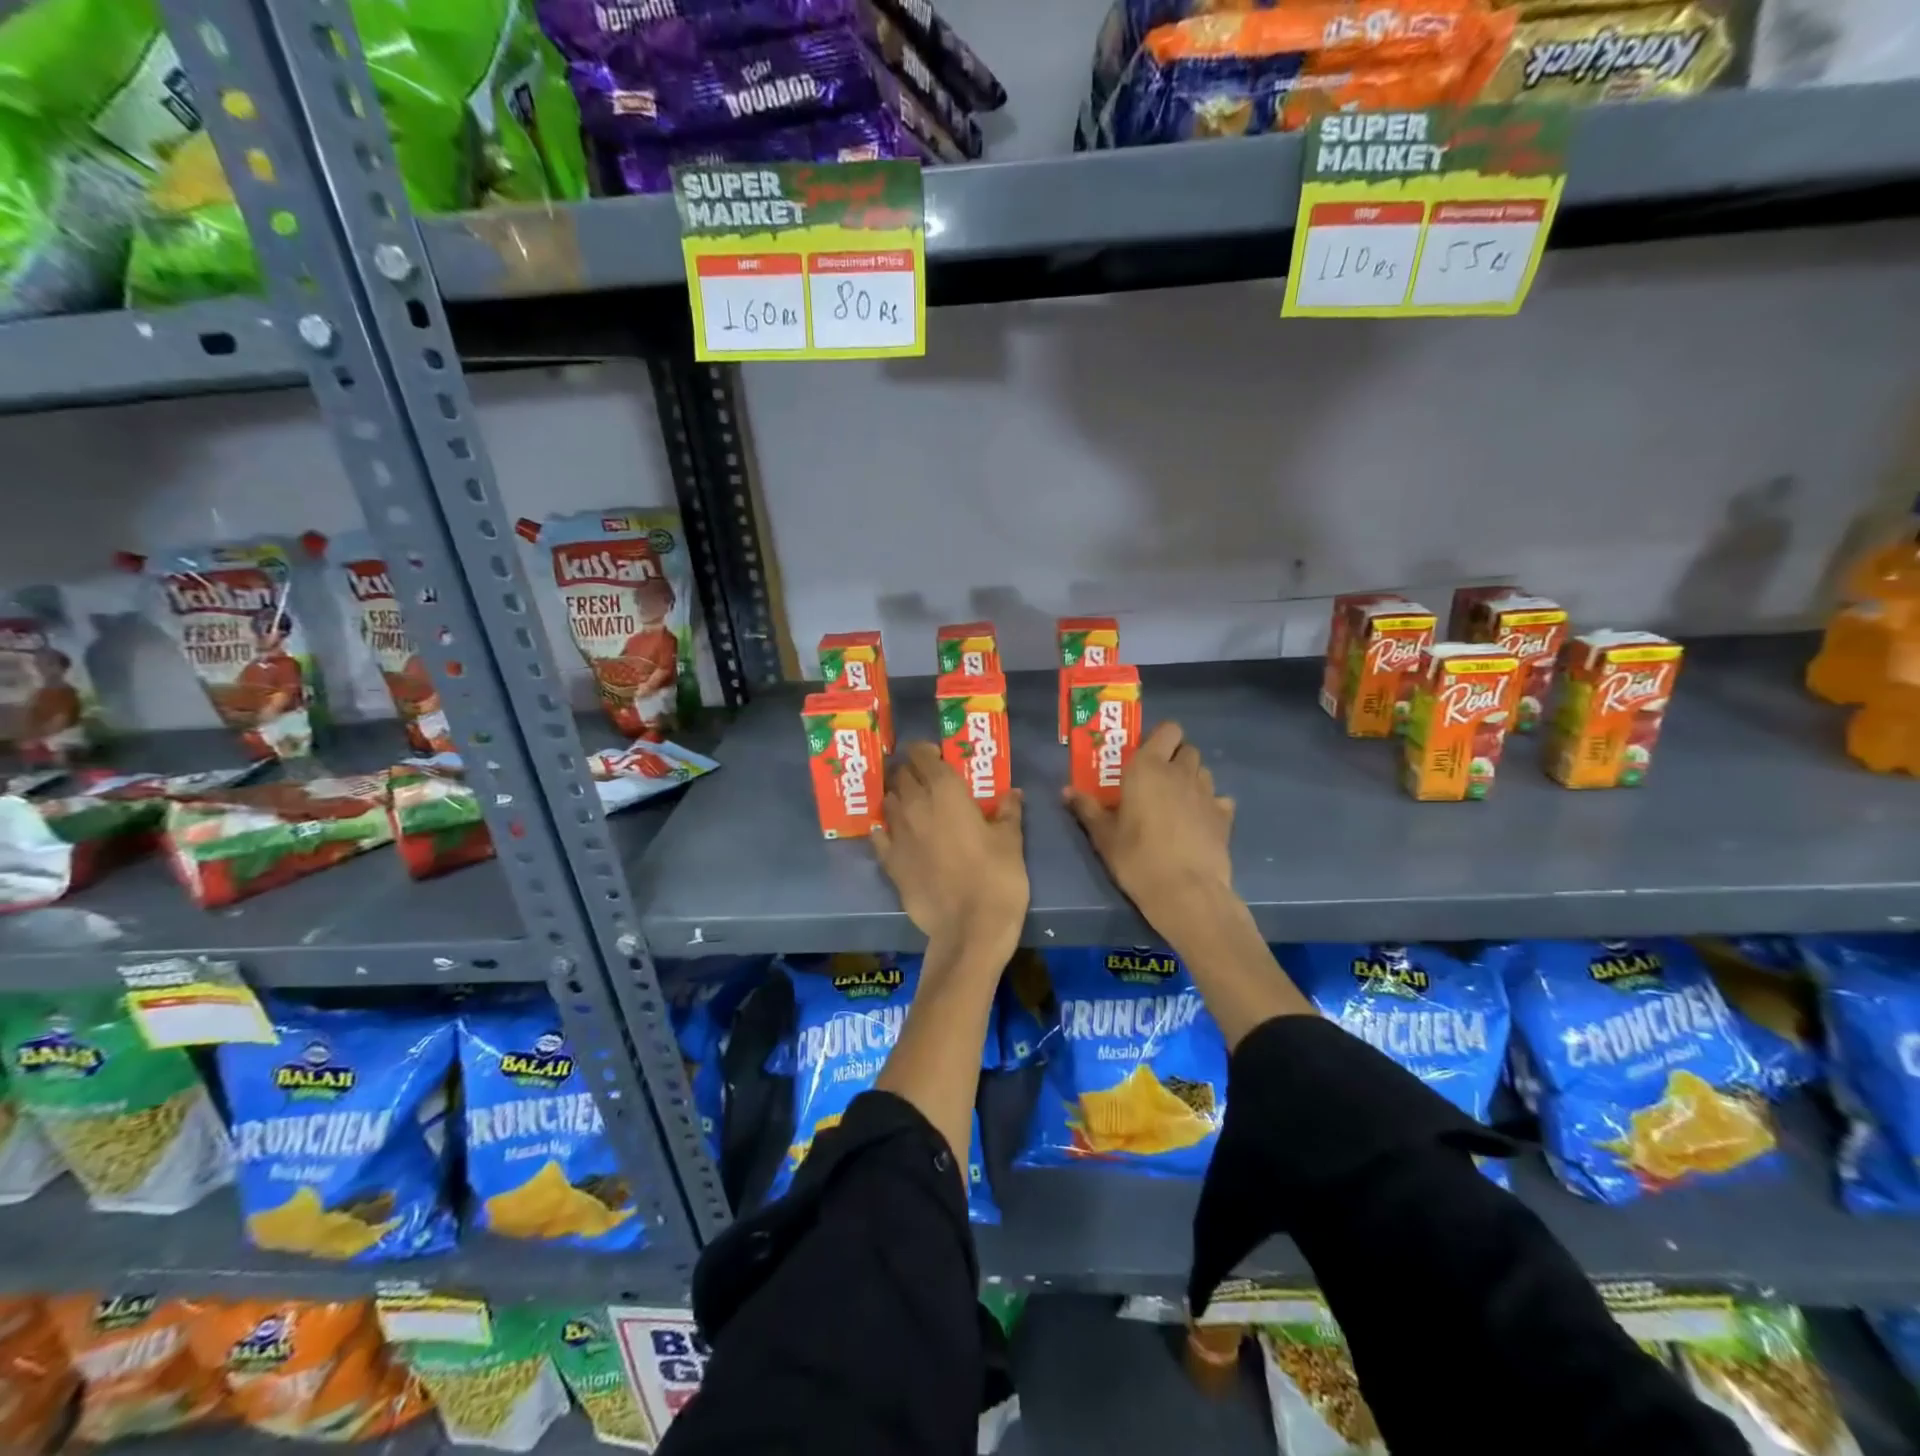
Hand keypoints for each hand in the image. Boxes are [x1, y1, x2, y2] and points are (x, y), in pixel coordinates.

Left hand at [874, 742, 1027, 953]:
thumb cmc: (997, 876)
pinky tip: (893, 834)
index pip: (921, 754)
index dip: (925, 751)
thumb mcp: (1011, 840)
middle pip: (901, 775)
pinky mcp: (890, 863)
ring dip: (898, 798)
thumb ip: (1008, 811)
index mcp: (945, 791)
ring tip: (912, 805)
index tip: (936, 756)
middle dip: (910, 772)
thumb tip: (1012, 793)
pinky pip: (879, 837)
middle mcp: (915, 805)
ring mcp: (897, 834)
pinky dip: (885, 831)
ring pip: (888, 802)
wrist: (970, 927)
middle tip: (926, 780)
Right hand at [1064, 721, 1234, 939]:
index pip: (1167, 729)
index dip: (1159, 738)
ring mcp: (1207, 793)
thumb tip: (1066, 791)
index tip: (1144, 755)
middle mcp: (1181, 772)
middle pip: (1187, 748)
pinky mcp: (1225, 816)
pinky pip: (1219, 799)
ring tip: (1176, 801)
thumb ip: (1087, 808)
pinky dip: (1210, 805)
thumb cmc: (1137, 858)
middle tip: (1157, 780)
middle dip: (1174, 757)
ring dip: (1191, 779)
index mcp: (1148, 767)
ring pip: (1203, 771)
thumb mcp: (1103, 836)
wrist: (1186, 892)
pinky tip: (1198, 822)